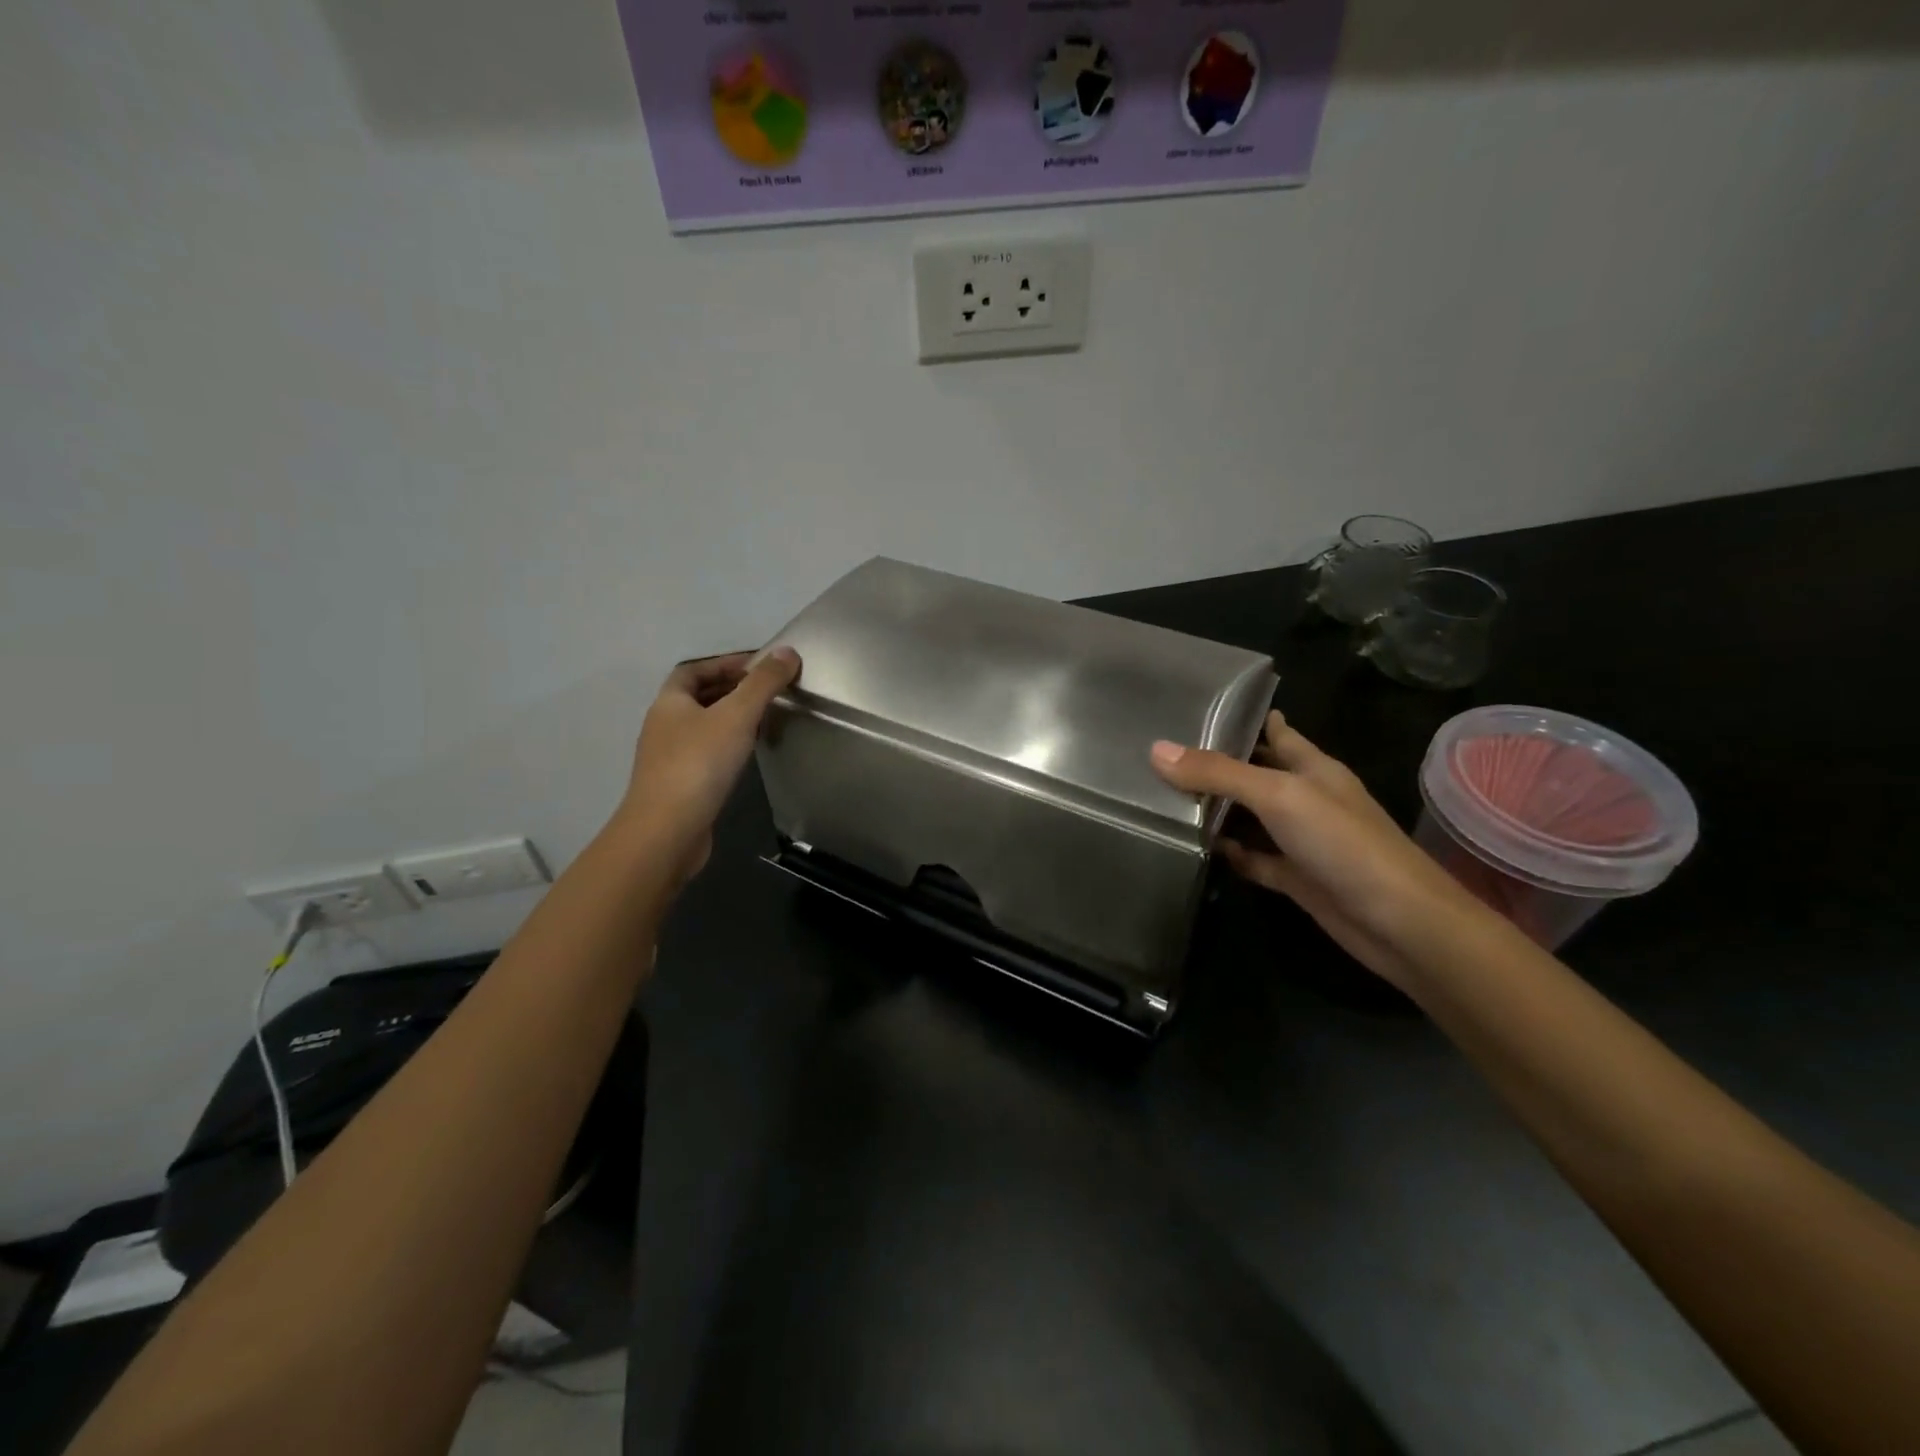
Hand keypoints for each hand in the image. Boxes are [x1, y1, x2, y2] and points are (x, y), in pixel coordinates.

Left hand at [619, 647, 800, 881]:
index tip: (760, 666)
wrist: (667, 831)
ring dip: (731, 718)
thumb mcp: (737, 715)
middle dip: (731, 689)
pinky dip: (728, 746)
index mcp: (670, 702)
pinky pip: (706, 753)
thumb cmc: (699, 765)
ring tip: (766, 718)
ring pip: (703, 726)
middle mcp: (664, 725)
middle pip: (697, 697)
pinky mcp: (680, 786)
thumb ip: (763, 683)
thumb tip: (788, 651)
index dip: (724, 662)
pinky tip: (749, 755)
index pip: (693, 669)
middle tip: (769, 690)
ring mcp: (669, 758)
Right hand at [1150, 710, 1482, 988]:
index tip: (1198, 707)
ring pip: (1250, 817)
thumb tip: (1156, 750)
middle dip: (1218, 763)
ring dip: (1217, 810)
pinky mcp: (1295, 877)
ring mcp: (1301, 840)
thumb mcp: (1278, 796)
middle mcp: (1306, 798)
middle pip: (1256, 773)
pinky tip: (1196, 849)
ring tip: (1164, 795)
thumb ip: (1219, 773)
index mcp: (1313, 767)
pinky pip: (1253, 858)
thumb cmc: (1344, 844)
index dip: (1243, 718)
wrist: (1398, 924)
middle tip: (1162, 752)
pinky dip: (1229, 853)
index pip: (1275, 731)